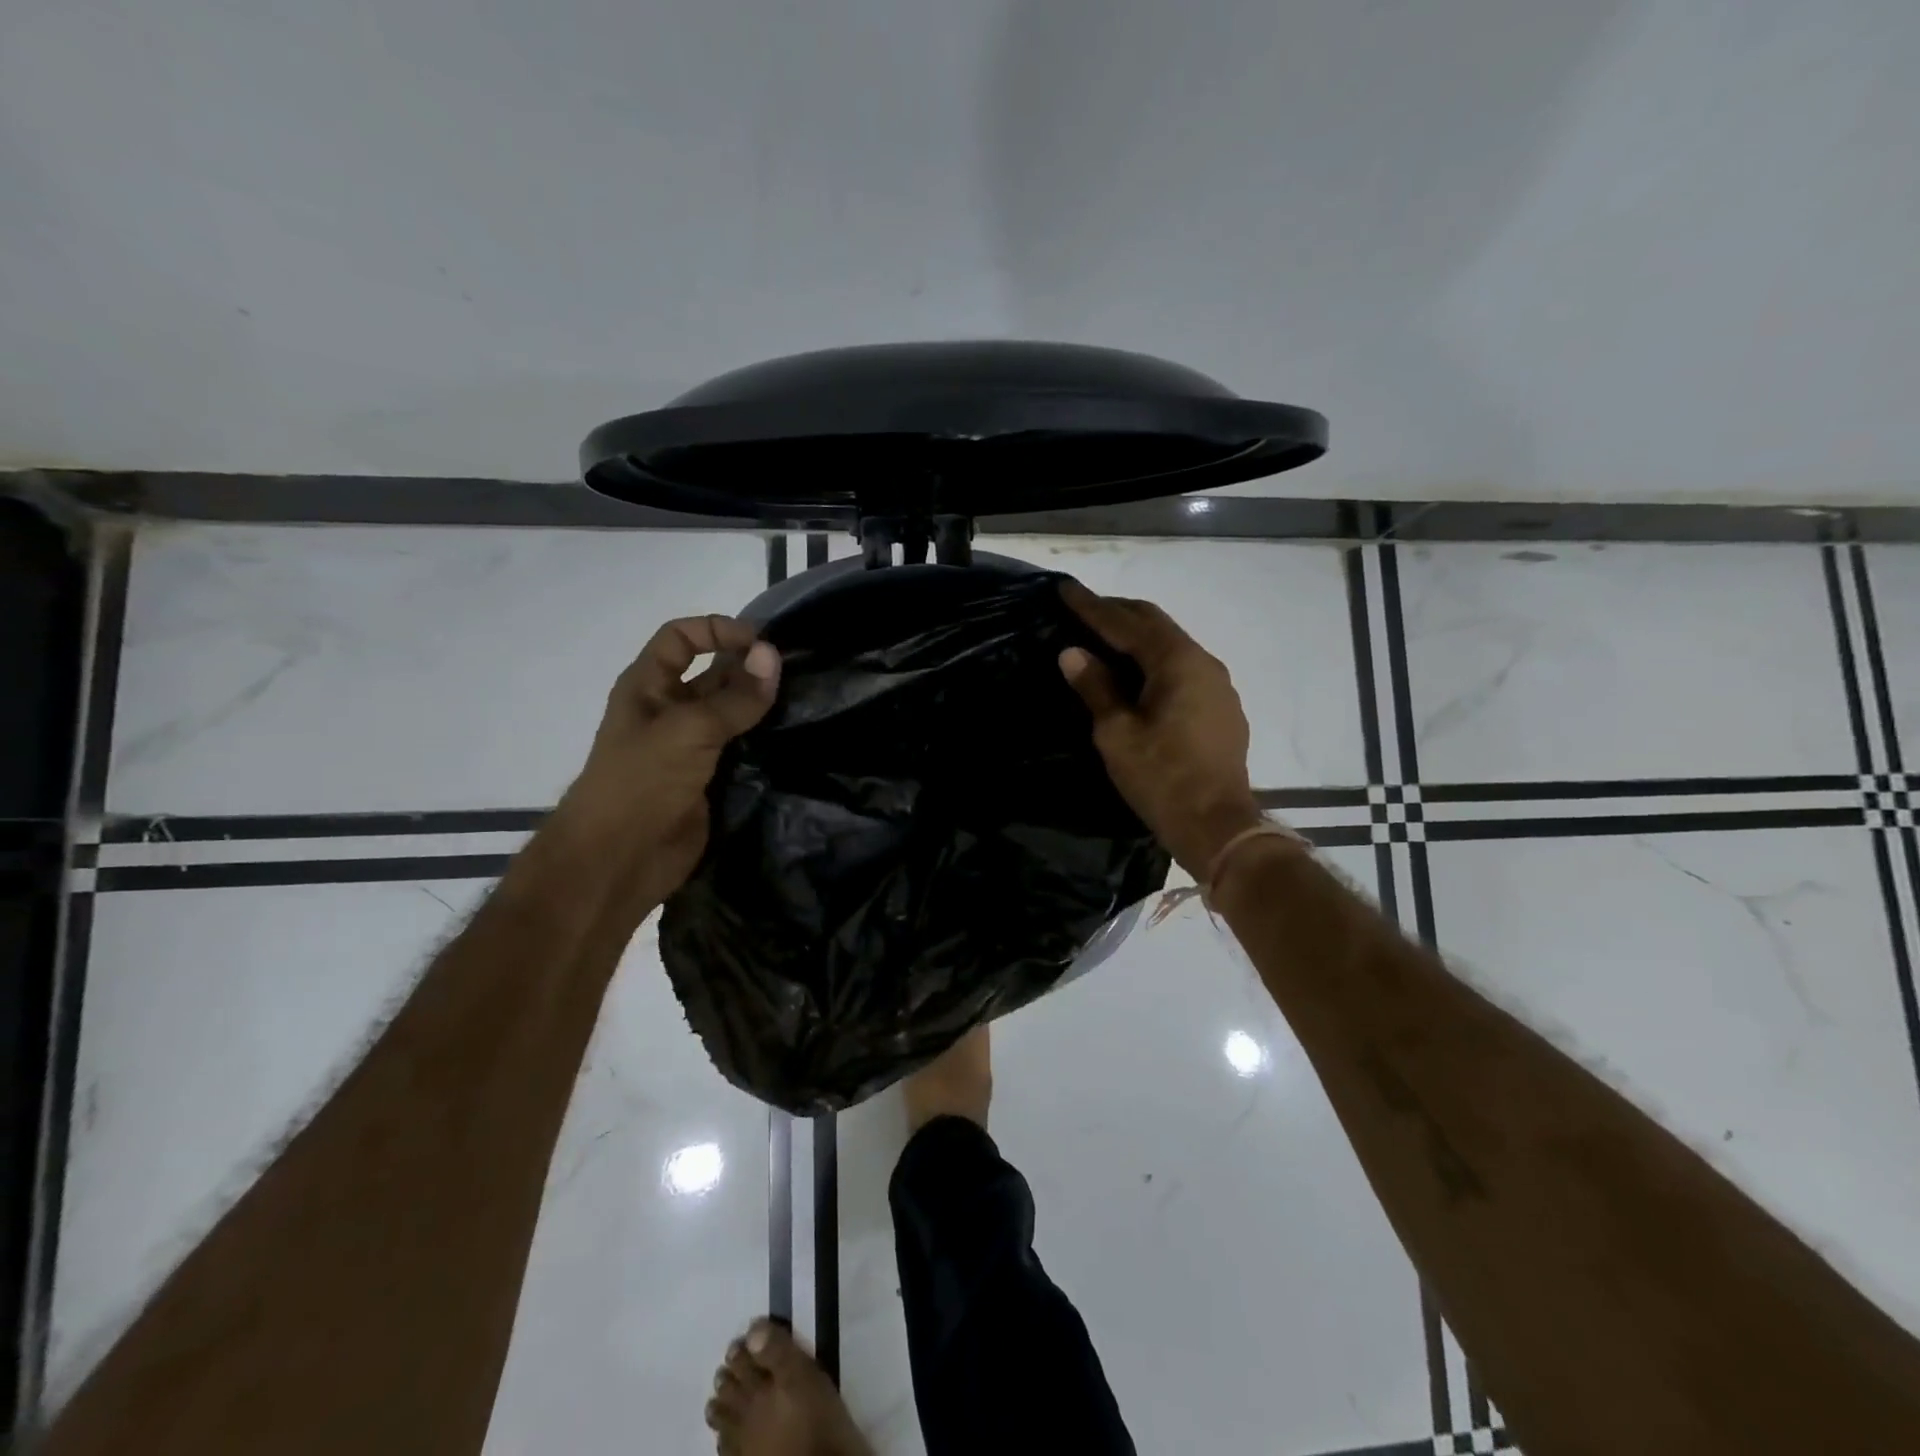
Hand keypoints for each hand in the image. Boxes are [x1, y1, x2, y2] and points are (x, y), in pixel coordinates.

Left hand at [559, 614, 780, 901]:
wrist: (621, 857)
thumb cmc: (642, 781)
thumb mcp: (690, 729)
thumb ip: (736, 696)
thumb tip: (773, 656)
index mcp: (648, 686)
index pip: (681, 638)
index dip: (717, 630)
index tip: (761, 642)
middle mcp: (668, 710)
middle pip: (711, 673)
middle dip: (747, 668)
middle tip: (794, 672)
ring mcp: (689, 746)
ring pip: (730, 712)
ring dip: (759, 705)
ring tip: (802, 699)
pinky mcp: (708, 777)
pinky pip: (740, 747)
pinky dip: (763, 739)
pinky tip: (792, 735)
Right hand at [1057, 581, 1262, 878]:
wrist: (1218, 825)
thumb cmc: (1162, 778)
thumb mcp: (1117, 734)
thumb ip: (1095, 687)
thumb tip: (1072, 652)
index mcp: (1177, 662)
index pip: (1127, 623)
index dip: (1093, 607)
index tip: (1066, 589)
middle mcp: (1204, 662)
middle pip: (1156, 624)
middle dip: (1118, 612)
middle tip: (1084, 607)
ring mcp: (1218, 685)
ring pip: (1172, 645)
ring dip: (1139, 636)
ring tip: (1107, 637)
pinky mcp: (1221, 707)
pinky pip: (1183, 668)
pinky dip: (1155, 660)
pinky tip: (1139, 674)